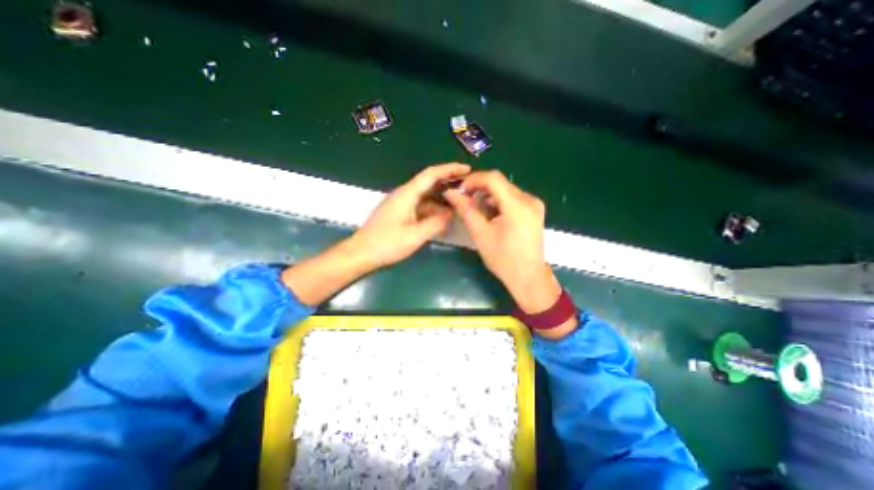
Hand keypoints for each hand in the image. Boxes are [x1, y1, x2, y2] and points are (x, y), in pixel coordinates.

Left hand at [349, 162, 470, 271]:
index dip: (450, 169)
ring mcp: (401, 203)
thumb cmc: (386, 244)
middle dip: (449, 182)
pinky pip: (421, 206)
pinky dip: (434, 209)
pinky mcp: (400, 212)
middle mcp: (404, 194)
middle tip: (468, 186)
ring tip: (460, 202)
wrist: (361, 253)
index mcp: (407, 194)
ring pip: (426, 195)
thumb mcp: (414, 236)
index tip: (467, 169)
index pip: (431, 174)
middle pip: (429, 182)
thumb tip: (451, 214)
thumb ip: (435, 223)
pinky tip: (443, 216)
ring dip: (442, 197)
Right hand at [445, 173, 559, 314]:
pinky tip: (490, 215)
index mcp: (517, 205)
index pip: (493, 179)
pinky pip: (513, 199)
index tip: (459, 190)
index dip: (473, 180)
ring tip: (475, 210)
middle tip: (464, 201)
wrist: (528, 278)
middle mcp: (529, 200)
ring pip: (506, 190)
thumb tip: (450, 193)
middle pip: (500, 184)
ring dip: (488, 196)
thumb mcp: (481, 234)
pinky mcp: (535, 211)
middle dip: (479, 189)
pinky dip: (498, 202)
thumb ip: (466, 210)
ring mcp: (534, 205)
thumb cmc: (503, 259)